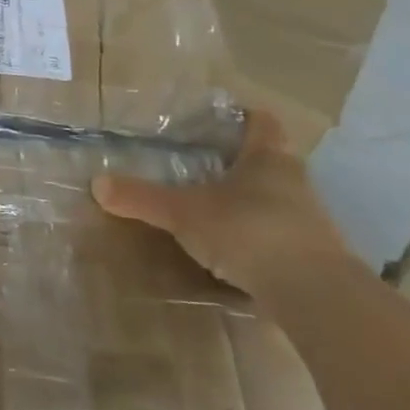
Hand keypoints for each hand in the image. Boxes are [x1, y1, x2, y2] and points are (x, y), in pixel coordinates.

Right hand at [91, 111, 356, 304]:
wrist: (313, 293)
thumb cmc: (248, 231)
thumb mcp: (183, 213)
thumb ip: (141, 198)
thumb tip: (96, 183)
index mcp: (267, 158)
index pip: (261, 122)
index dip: (242, 116)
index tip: (218, 119)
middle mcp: (293, 182)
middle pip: (268, 161)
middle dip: (237, 162)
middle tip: (200, 165)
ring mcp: (308, 220)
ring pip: (274, 198)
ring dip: (247, 201)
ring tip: (210, 208)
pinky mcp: (312, 255)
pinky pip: (278, 234)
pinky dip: (256, 235)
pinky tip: (231, 248)